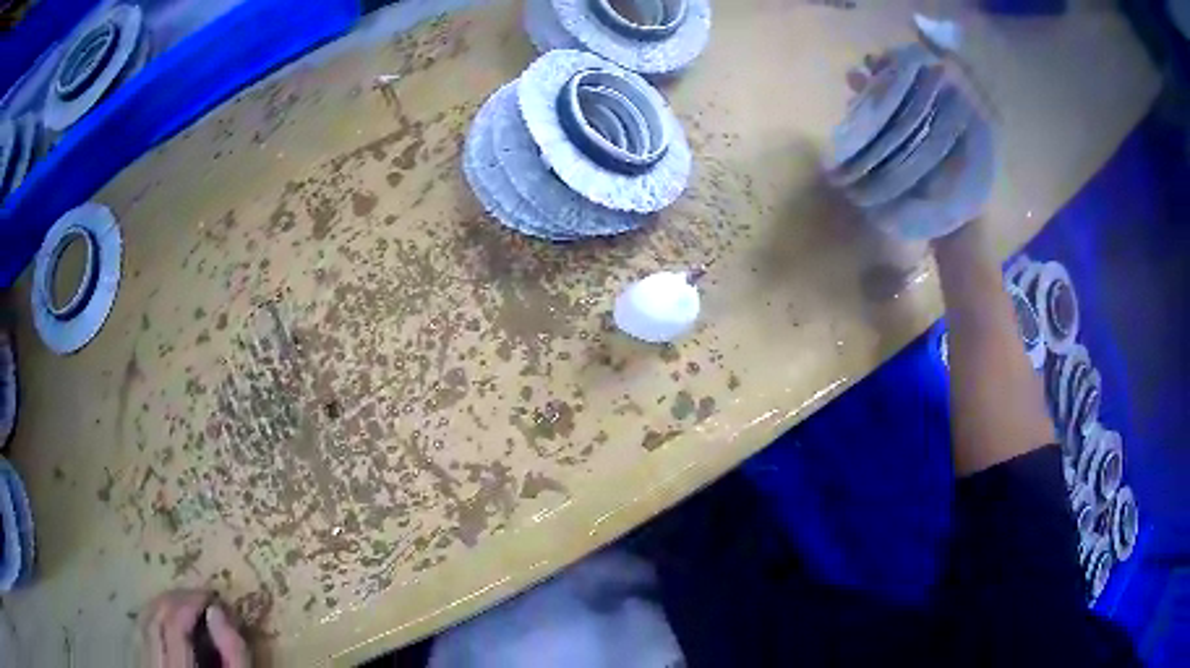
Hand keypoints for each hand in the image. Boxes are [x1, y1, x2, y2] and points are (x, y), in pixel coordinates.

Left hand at [141, 590, 250, 667]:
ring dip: (160, 605)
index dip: (191, 601)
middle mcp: (156, 666)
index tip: (211, 596)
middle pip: (155, 618)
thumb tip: (218, 611)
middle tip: (199, 597)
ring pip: (142, 622)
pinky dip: (149, 619)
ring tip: (181, 603)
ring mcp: (144, 666)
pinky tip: (161, 618)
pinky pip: (138, 633)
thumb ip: (234, 654)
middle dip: (176, 599)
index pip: (175, 623)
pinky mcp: (140, 667)